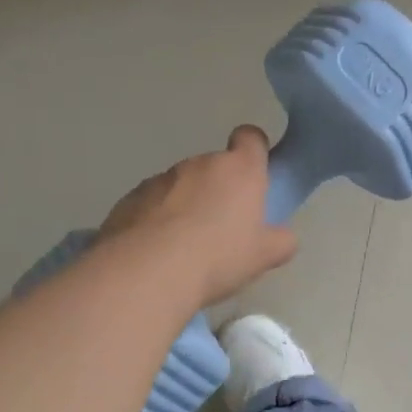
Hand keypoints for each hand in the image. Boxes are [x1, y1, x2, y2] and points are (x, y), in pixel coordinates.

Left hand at [99, 126, 297, 306]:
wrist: (147, 273)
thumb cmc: (218, 257)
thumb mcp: (264, 257)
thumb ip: (281, 241)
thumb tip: (282, 237)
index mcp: (239, 170)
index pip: (251, 138)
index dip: (254, 151)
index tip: (255, 176)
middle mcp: (199, 164)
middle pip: (215, 167)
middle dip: (219, 190)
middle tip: (223, 229)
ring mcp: (160, 179)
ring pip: (181, 186)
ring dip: (186, 206)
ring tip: (185, 246)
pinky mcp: (129, 198)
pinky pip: (152, 204)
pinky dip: (157, 220)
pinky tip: (157, 252)